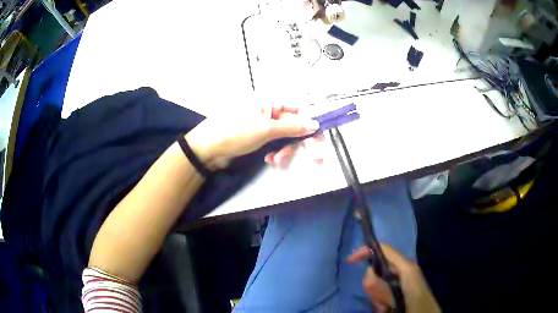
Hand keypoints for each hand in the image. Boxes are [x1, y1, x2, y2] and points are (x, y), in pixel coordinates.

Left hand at [185, 104, 320, 169]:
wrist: (208, 148)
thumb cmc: (236, 133)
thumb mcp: (266, 129)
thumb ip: (292, 127)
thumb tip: (315, 124)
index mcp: (269, 103)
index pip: (298, 109)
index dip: (310, 124)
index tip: (319, 139)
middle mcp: (268, 112)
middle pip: (293, 125)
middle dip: (298, 142)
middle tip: (312, 157)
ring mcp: (262, 125)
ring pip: (284, 137)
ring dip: (285, 149)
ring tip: (278, 160)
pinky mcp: (257, 138)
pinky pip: (273, 144)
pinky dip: (275, 152)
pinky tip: (270, 160)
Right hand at [348, 244, 440, 312]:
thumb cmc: (417, 307)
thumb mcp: (399, 298)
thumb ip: (384, 288)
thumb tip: (368, 274)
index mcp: (406, 268)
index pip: (384, 249)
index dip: (366, 251)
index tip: (350, 262)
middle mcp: (404, 271)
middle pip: (378, 268)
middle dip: (372, 285)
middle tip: (378, 302)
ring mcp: (402, 281)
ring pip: (378, 283)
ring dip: (376, 297)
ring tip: (384, 309)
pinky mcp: (400, 291)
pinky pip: (383, 292)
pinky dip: (380, 301)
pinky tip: (385, 309)